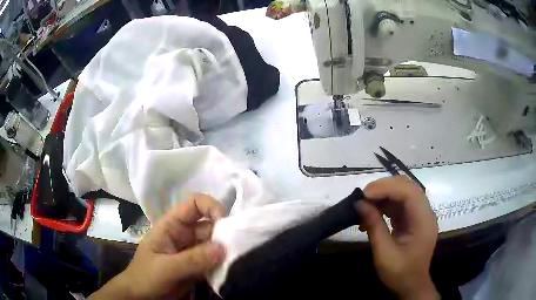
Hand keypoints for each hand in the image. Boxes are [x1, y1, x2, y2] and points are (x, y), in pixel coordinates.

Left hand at [90, 194, 226, 299]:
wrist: (141, 297)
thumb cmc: (145, 277)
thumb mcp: (165, 268)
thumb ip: (192, 259)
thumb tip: (224, 248)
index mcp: (173, 225)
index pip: (195, 204)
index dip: (212, 207)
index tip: (227, 224)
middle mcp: (185, 234)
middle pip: (210, 225)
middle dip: (225, 235)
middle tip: (238, 250)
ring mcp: (193, 251)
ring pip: (215, 245)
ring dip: (227, 252)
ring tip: (238, 262)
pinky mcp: (198, 266)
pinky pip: (215, 261)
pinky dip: (224, 264)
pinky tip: (232, 271)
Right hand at [355, 176, 438, 299]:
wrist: (411, 285)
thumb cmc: (400, 273)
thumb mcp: (384, 253)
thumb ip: (374, 226)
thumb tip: (359, 204)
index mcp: (423, 221)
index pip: (409, 192)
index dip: (386, 188)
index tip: (364, 195)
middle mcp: (425, 212)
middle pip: (407, 187)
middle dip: (384, 188)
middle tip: (363, 198)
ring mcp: (420, 215)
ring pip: (402, 193)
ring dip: (383, 196)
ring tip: (364, 207)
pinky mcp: (413, 219)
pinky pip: (399, 204)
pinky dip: (385, 206)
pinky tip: (372, 215)